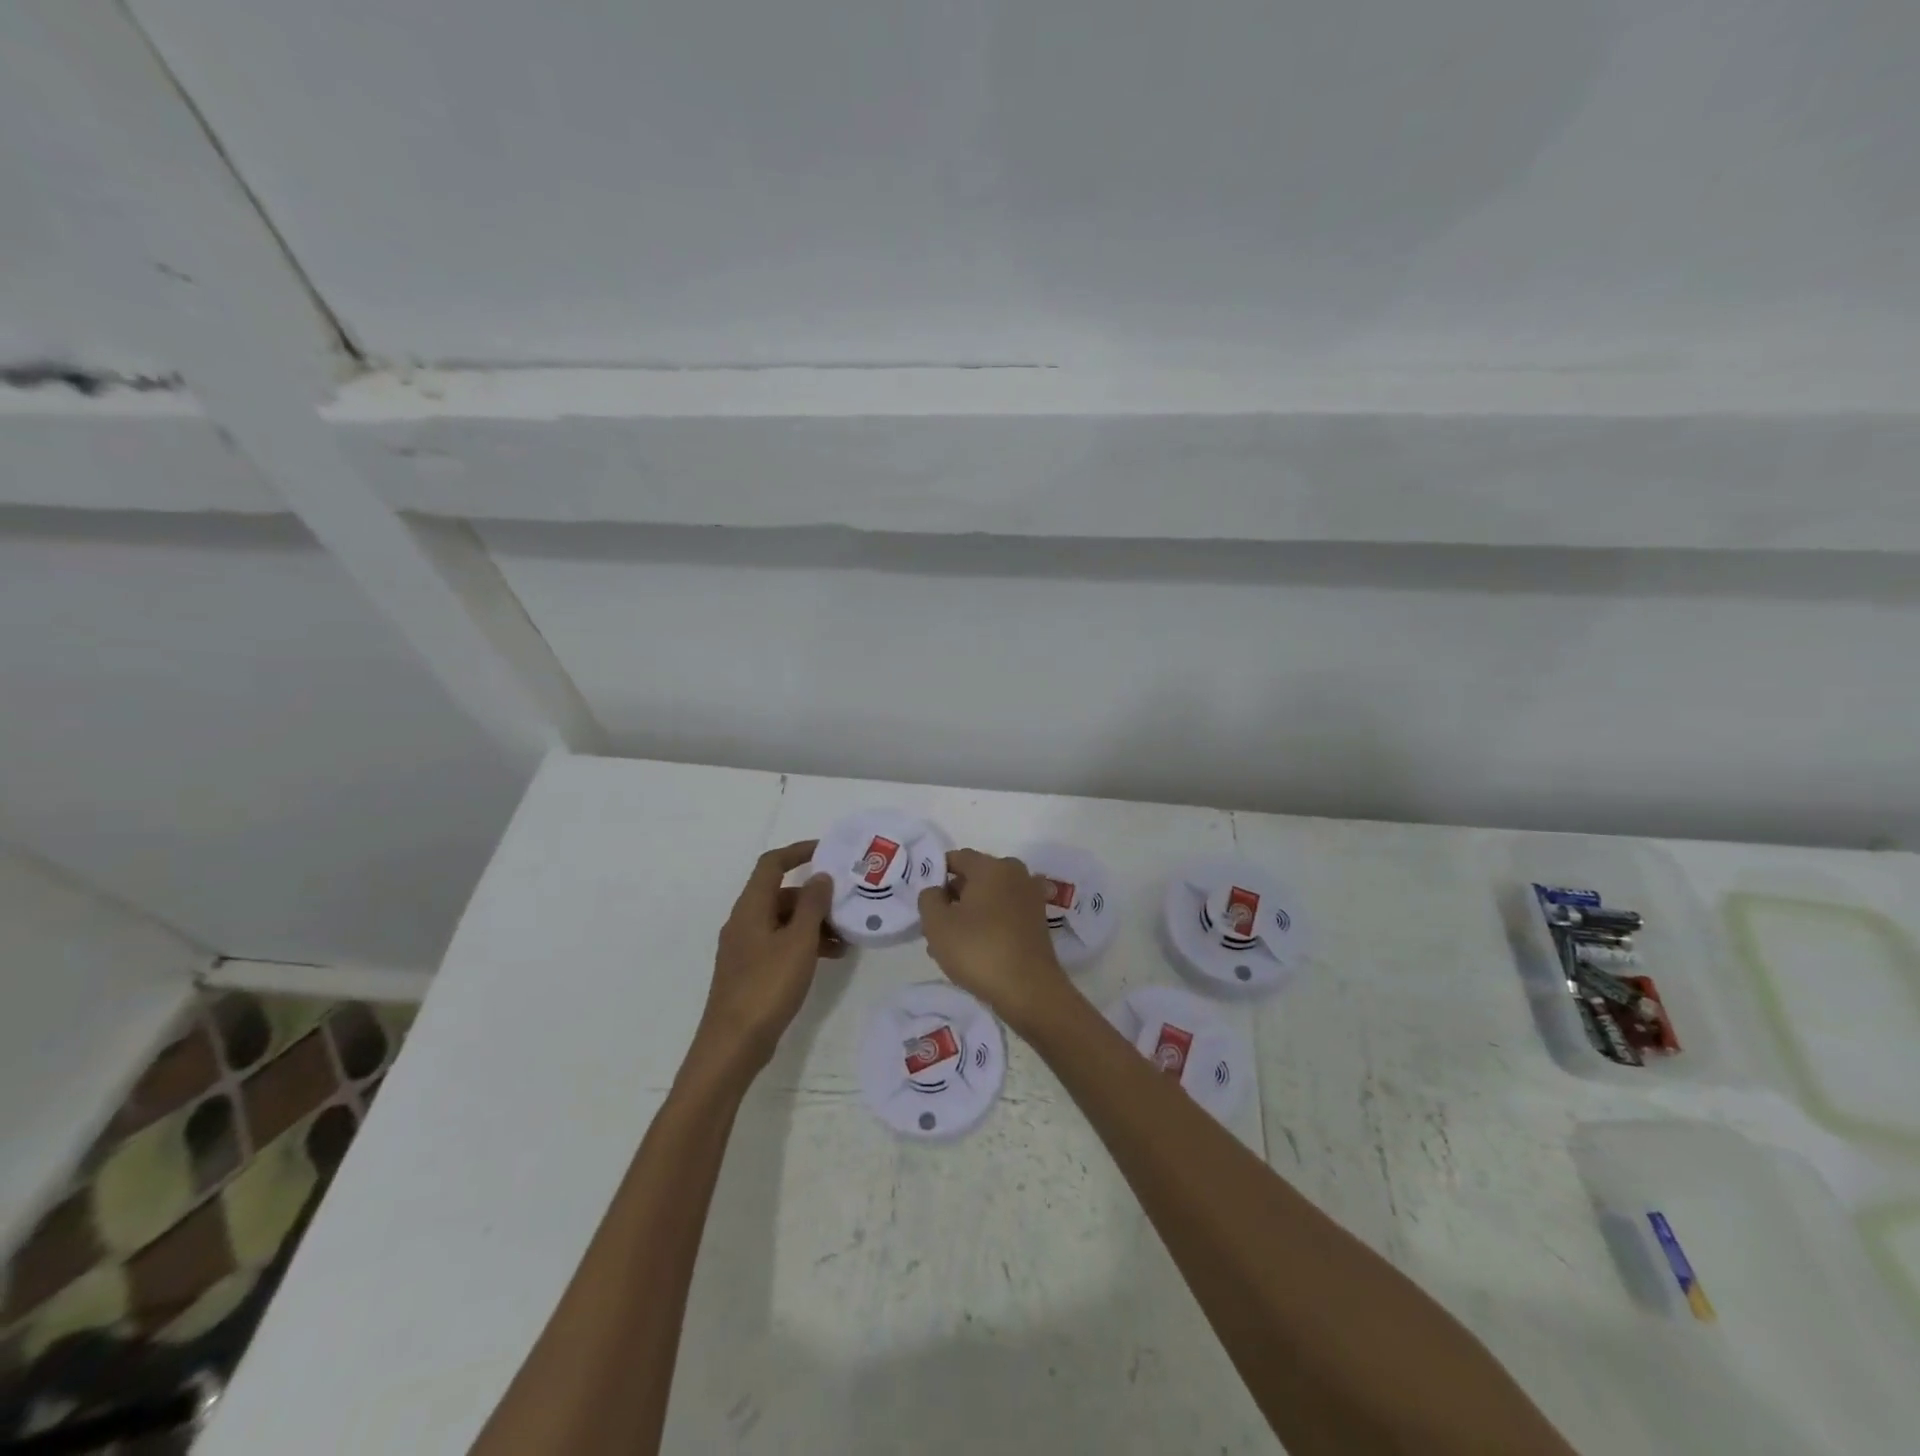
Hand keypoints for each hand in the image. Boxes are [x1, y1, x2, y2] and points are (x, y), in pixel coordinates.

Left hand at [686, 841, 845, 1088]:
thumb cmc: (767, 986)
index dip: (798, 851)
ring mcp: (745, 948)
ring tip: (845, 938)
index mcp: (751, 908)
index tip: (828, 851)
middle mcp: (744, 921)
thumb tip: (820, 876)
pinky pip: (780, 943)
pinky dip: (803, 943)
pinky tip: (829, 958)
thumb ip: (813, 905)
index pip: (772, 864)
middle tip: (846, 905)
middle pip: (781, 894)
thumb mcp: (799, 942)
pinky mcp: (750, 971)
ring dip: (813, 923)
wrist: (733, 1045)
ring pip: (783, 921)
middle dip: (815, 896)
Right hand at [918, 848, 1070, 1028]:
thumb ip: (928, 898)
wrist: (1029, 990)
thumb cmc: (979, 950)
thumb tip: (936, 891)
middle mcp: (1015, 873)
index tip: (925, 900)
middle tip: (935, 927)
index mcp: (992, 866)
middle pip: (974, 878)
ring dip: (968, 915)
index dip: (936, 875)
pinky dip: (988, 924)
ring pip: (989, 898)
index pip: (957, 858)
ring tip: (950, 946)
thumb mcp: (937, 924)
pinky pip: (1004, 913)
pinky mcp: (1037, 920)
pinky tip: (975, 951)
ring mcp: (1030, 897)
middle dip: (952, 899)